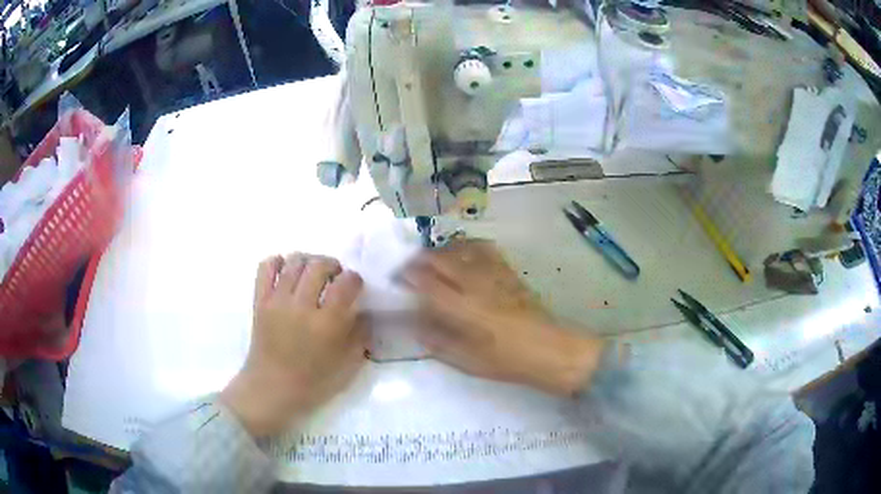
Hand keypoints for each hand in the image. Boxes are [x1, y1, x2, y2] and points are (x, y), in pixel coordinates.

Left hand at [221, 253, 365, 436]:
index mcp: (327, 324)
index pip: (346, 283)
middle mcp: (301, 306)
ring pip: (294, 261)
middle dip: (333, 265)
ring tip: (312, 272)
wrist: (272, 389)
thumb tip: (362, 312)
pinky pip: (266, 267)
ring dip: (308, 260)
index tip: (355, 286)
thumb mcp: (348, 365)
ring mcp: (277, 301)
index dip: (354, 279)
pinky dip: (277, 261)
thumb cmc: (313, 383)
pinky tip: (286, 269)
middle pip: (319, 265)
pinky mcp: (259, 301)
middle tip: (335, 277)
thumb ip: (360, 336)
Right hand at [401, 239, 603, 395]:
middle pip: (441, 259)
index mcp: (463, 308)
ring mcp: (494, 274)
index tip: (396, 277)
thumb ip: (439, 342)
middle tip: (408, 267)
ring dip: (441, 251)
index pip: (427, 282)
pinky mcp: (509, 272)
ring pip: (461, 249)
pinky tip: (463, 253)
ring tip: (431, 260)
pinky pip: (485, 249)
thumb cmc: (508, 361)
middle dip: (419, 259)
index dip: (407, 276)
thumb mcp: (468, 361)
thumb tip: (415, 326)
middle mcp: (476, 284)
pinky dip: (467, 246)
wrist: (551, 350)